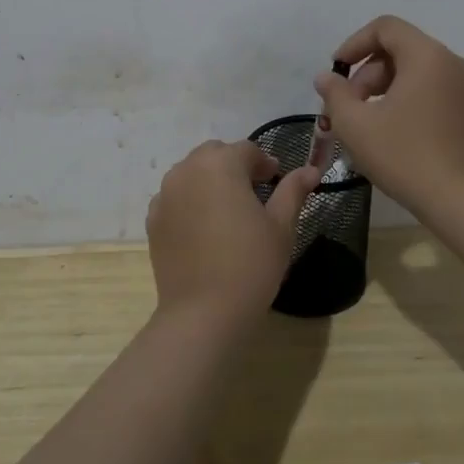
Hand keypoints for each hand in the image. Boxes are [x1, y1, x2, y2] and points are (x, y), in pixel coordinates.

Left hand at [145, 141, 319, 322]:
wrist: (203, 312)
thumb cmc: (251, 264)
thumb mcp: (281, 226)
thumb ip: (293, 191)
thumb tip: (310, 170)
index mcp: (220, 164)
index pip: (247, 150)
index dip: (265, 164)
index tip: (277, 181)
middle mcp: (187, 170)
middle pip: (215, 155)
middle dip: (235, 166)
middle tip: (255, 194)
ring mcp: (165, 195)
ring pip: (192, 174)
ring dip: (211, 181)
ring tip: (229, 211)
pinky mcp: (153, 220)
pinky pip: (175, 198)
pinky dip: (191, 202)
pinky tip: (205, 229)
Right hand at [314, 15, 463, 216]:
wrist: (458, 200)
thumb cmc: (404, 156)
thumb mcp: (356, 125)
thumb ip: (335, 94)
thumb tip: (326, 78)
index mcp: (426, 56)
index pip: (386, 28)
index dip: (354, 43)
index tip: (337, 71)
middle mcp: (450, 62)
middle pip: (399, 48)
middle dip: (367, 71)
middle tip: (349, 105)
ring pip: (414, 70)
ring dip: (383, 86)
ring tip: (364, 120)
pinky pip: (429, 88)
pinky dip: (404, 97)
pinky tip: (389, 130)